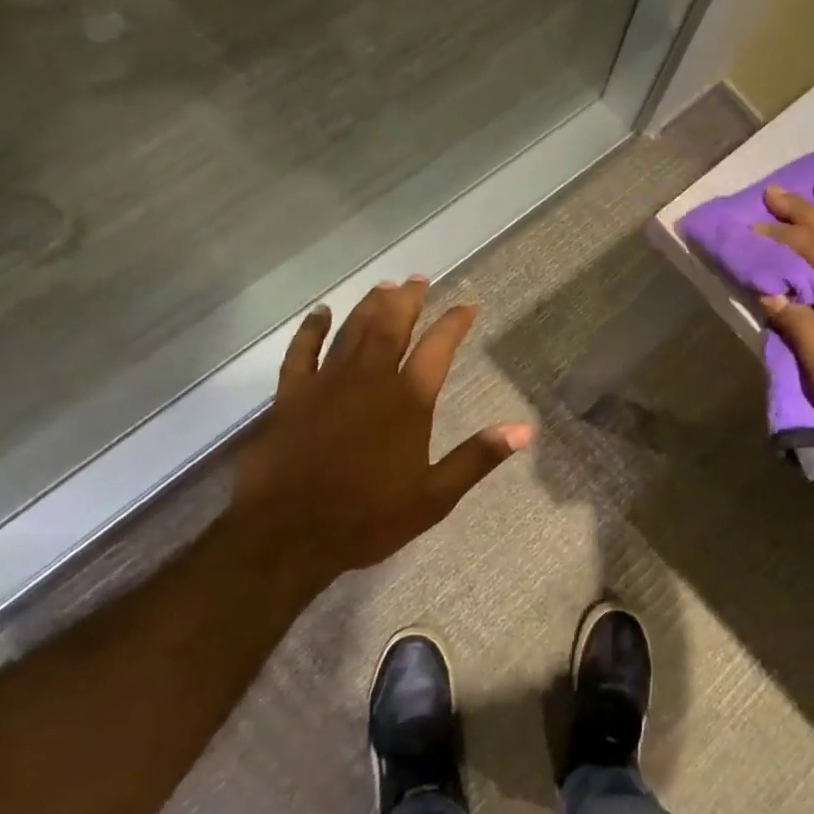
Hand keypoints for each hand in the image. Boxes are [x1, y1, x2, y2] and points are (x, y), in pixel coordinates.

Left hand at [232, 278, 531, 576]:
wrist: (288, 534)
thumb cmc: (367, 518)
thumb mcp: (434, 496)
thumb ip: (478, 457)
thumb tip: (525, 429)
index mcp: (408, 401)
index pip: (438, 348)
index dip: (454, 322)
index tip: (468, 304)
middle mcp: (369, 380)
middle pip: (391, 327)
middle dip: (407, 300)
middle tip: (418, 279)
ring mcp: (326, 384)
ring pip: (351, 331)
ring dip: (369, 306)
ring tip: (383, 286)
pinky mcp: (291, 396)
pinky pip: (301, 352)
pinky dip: (311, 330)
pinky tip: (320, 313)